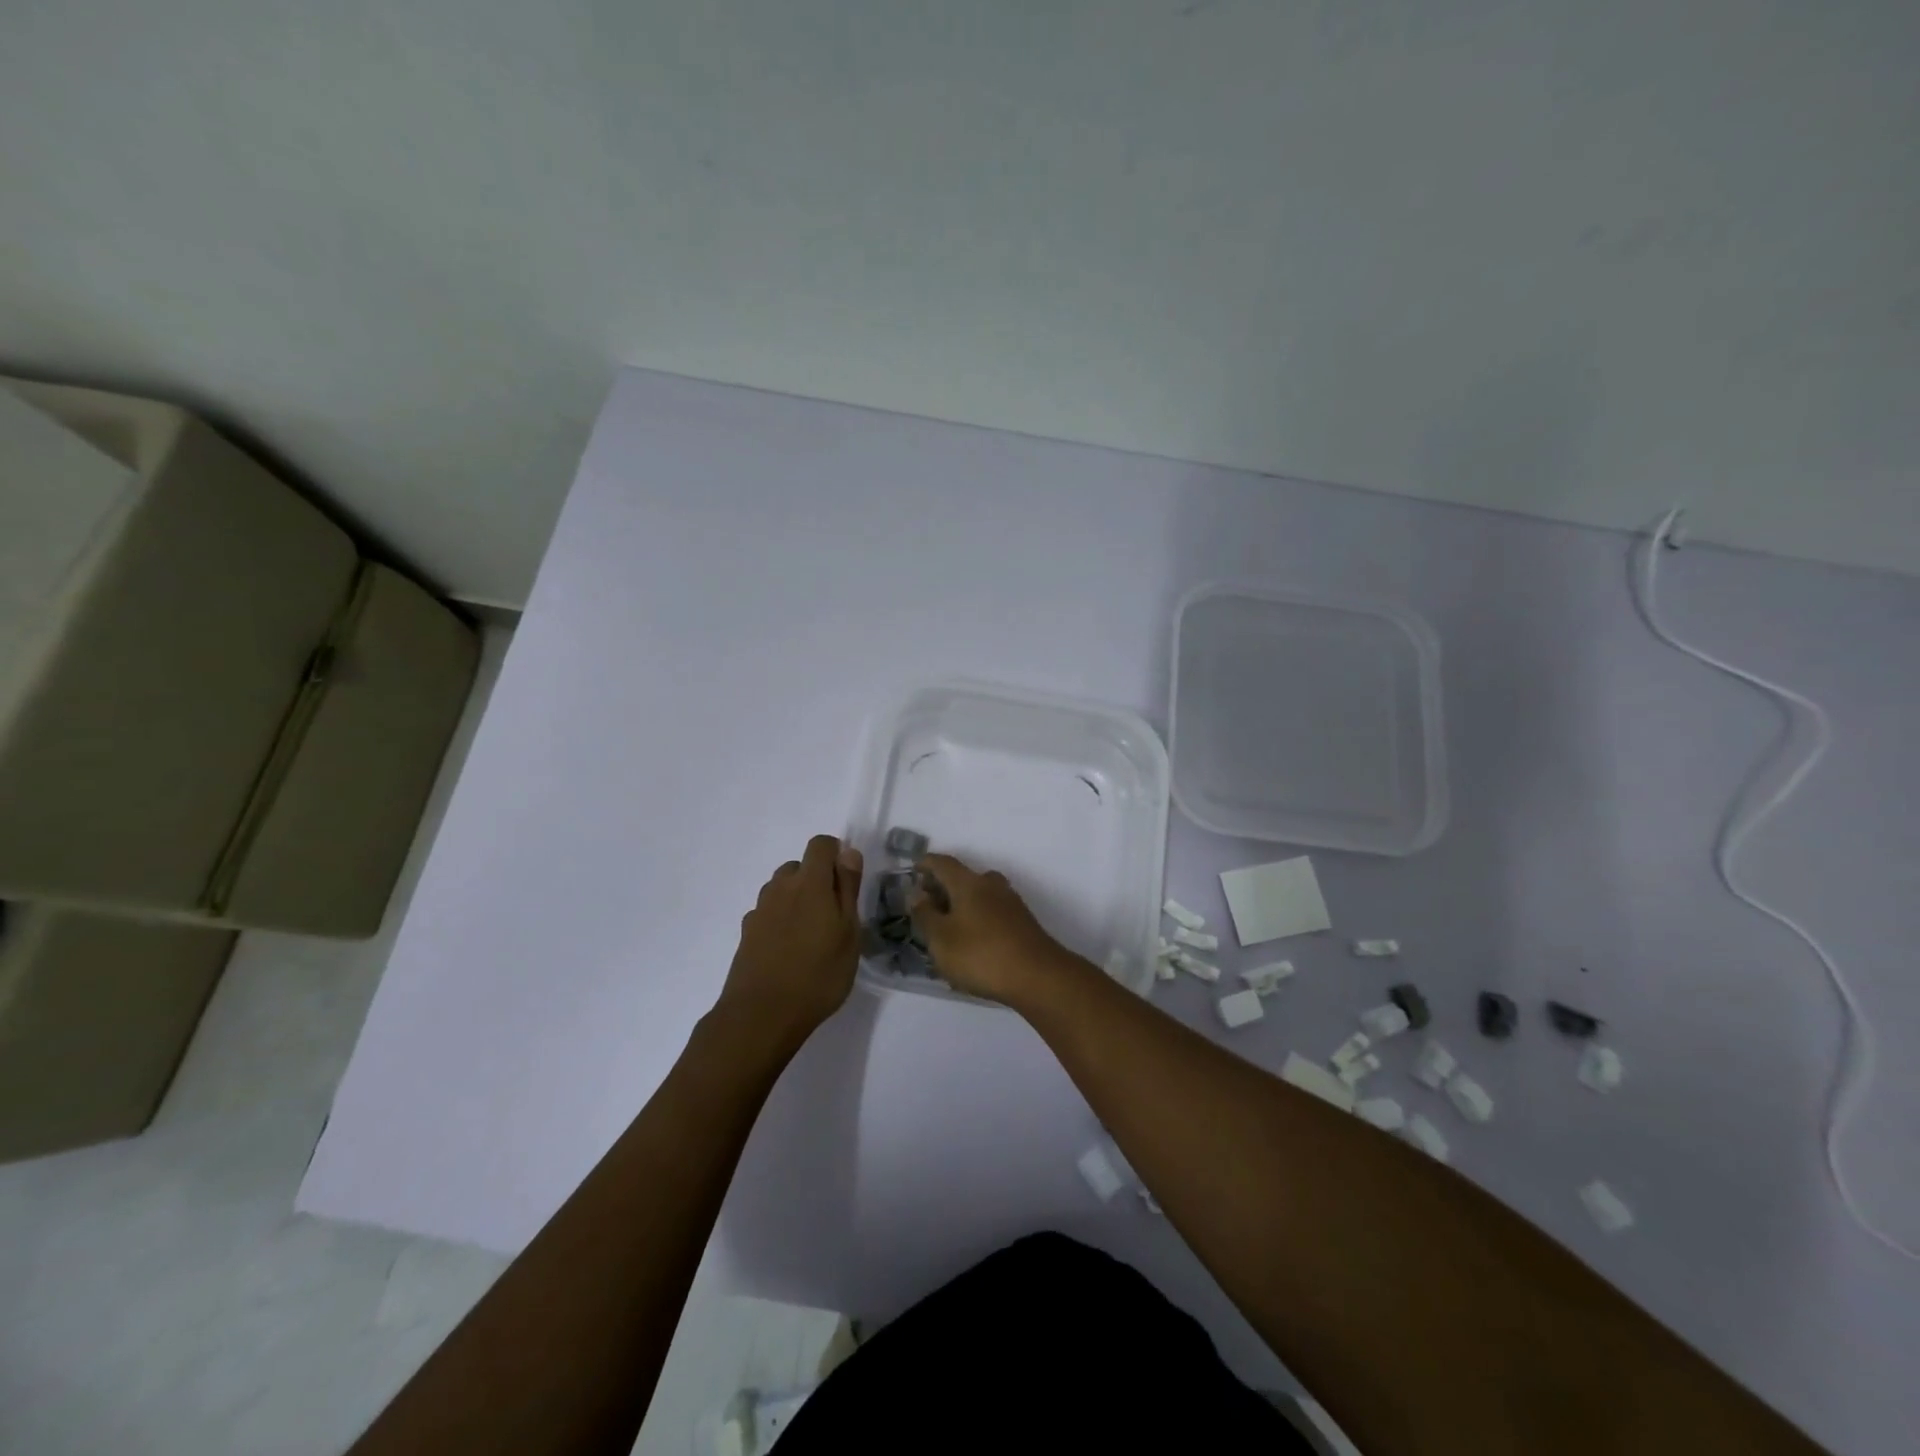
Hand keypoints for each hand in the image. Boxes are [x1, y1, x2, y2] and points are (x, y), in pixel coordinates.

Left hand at [718, 835, 863, 1050]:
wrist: (761, 1015)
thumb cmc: (818, 974)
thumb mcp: (848, 932)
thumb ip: (848, 889)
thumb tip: (848, 852)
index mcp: (809, 882)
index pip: (820, 844)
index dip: (836, 854)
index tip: (847, 881)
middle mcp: (780, 888)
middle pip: (799, 866)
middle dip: (816, 879)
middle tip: (833, 913)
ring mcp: (759, 910)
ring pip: (781, 889)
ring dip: (797, 899)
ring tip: (811, 934)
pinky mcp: (746, 933)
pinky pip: (768, 912)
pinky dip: (780, 920)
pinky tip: (789, 950)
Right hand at [910, 853, 1074, 1003]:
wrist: (1037, 976)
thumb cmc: (981, 954)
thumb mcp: (941, 939)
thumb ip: (925, 915)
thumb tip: (918, 895)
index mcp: (969, 882)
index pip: (943, 863)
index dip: (926, 863)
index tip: (913, 869)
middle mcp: (991, 885)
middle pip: (963, 877)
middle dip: (943, 886)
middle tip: (926, 904)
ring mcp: (1010, 903)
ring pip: (979, 894)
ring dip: (960, 904)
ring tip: (946, 925)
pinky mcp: (1021, 922)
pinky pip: (991, 911)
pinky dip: (976, 917)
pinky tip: (970, 940)